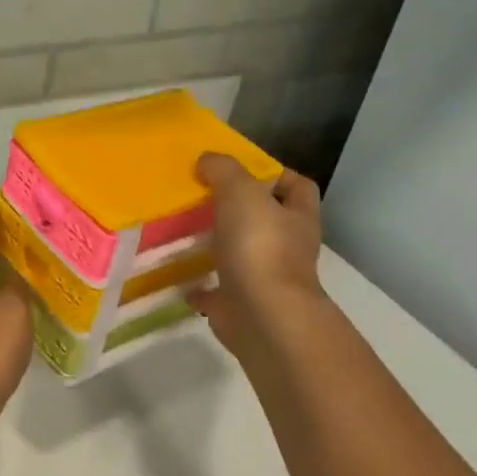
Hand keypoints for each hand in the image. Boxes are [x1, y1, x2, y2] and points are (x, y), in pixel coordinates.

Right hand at [191, 153, 326, 359]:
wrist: (262, 315)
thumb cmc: (260, 247)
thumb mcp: (242, 193)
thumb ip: (225, 170)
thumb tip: (208, 159)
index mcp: (297, 218)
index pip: (299, 187)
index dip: (276, 175)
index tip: (242, 170)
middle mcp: (287, 248)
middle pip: (267, 221)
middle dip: (239, 210)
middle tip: (202, 196)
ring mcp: (265, 280)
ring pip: (241, 255)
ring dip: (218, 246)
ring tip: (184, 232)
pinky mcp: (240, 306)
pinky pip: (216, 292)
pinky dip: (199, 285)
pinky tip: (177, 275)